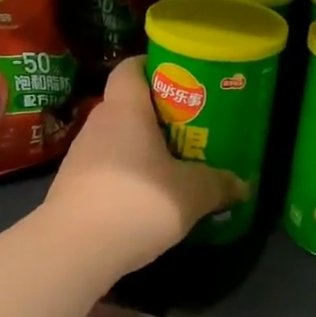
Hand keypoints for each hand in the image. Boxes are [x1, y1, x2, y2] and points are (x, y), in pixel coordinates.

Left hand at [44, 57, 245, 269]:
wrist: (72, 250)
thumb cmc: (135, 202)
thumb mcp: (191, 194)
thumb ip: (218, 184)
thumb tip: (243, 185)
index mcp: (125, 110)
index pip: (130, 68)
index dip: (151, 66)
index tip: (179, 78)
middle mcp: (98, 124)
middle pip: (127, 104)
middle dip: (157, 113)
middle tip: (190, 125)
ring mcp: (80, 156)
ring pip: (116, 138)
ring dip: (141, 146)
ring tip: (173, 162)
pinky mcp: (73, 187)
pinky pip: (106, 167)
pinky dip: (127, 173)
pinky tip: (147, 195)